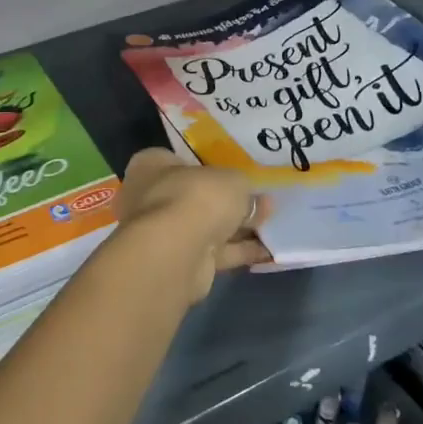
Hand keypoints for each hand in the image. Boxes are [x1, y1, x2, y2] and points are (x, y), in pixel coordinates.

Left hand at [114, 149, 269, 302]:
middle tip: (261, 201)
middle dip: (227, 202)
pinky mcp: (178, 263)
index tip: (233, 173)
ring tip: (273, 224)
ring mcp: (162, 234)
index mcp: (151, 166)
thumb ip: (243, 188)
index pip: (177, 160)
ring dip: (237, 228)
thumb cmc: (195, 197)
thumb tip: (254, 201)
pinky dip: (238, 251)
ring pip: (205, 227)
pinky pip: (214, 253)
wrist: (175, 253)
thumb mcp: (231, 180)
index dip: (206, 165)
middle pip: (194, 196)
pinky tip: (267, 250)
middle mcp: (149, 198)